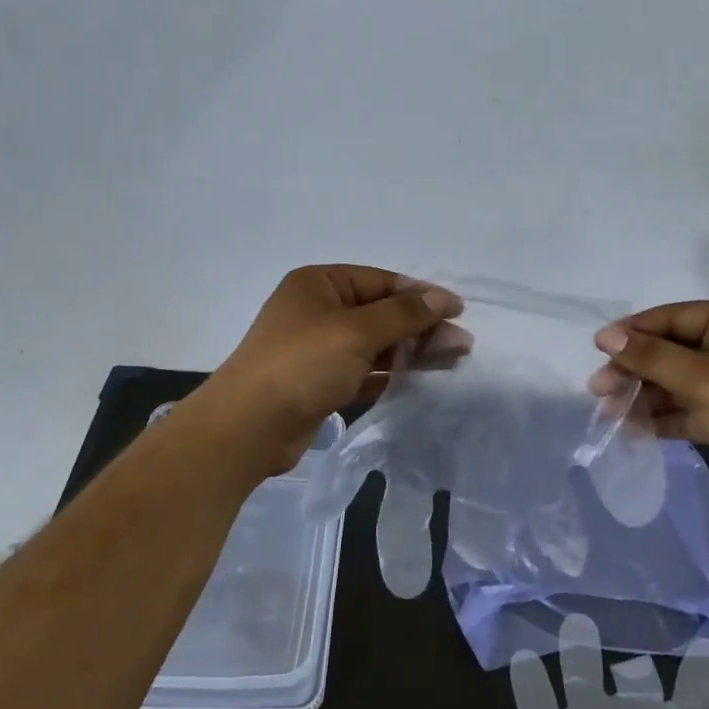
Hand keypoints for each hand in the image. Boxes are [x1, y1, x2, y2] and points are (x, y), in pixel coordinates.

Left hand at [191, 266, 460, 476]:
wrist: (248, 427)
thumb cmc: (302, 365)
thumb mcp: (356, 332)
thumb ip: (404, 314)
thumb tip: (444, 297)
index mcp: (319, 284)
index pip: (381, 281)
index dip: (421, 295)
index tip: (458, 311)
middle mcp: (318, 311)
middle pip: (381, 313)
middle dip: (421, 327)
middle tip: (461, 345)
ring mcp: (318, 349)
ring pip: (376, 344)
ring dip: (411, 351)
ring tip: (451, 361)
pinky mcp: (321, 382)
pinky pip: (364, 371)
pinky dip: (391, 374)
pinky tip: (419, 379)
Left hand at [511, 613, 708, 708]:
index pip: (697, 695)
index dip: (703, 673)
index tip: (707, 648)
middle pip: (637, 683)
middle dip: (638, 675)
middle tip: (634, 665)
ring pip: (584, 679)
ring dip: (580, 651)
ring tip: (576, 624)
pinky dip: (530, 685)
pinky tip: (522, 660)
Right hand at [587, 301, 708, 512]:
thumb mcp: (700, 378)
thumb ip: (650, 356)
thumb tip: (605, 336)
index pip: (674, 317)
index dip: (634, 331)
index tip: (598, 347)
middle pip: (671, 350)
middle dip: (635, 369)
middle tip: (599, 388)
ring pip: (675, 383)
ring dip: (643, 396)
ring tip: (609, 412)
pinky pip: (686, 409)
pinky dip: (661, 417)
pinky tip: (632, 429)